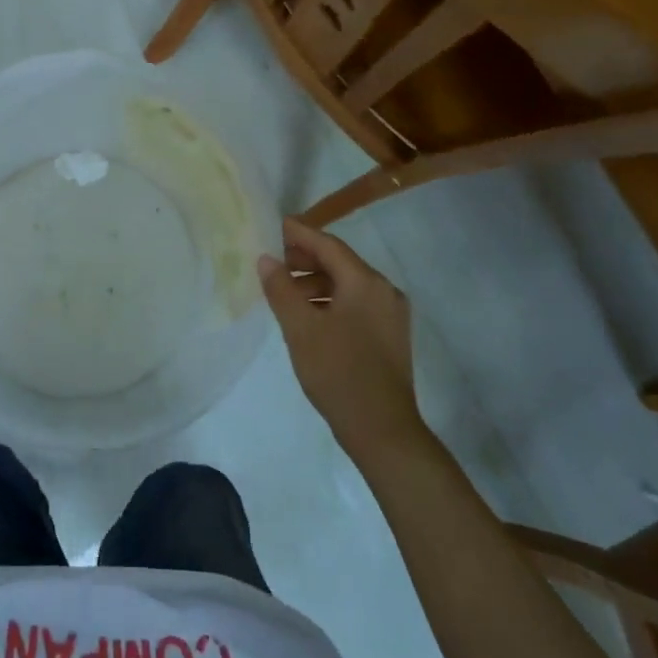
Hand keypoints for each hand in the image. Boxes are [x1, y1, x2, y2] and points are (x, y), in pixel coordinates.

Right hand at [259, 219, 427, 460]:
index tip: (275, 226)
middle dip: (306, 259)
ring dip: (316, 283)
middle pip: (340, 263)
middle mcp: (384, 291)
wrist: (382, 430)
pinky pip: (356, 304)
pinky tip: (308, 316)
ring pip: (348, 285)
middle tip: (274, 261)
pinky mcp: (389, 336)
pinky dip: (330, 301)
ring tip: (285, 292)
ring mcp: (390, 315)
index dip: (300, 234)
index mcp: (366, 283)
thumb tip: (266, 259)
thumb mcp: (300, 328)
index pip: (328, 245)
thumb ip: (281, 289)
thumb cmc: (338, 372)